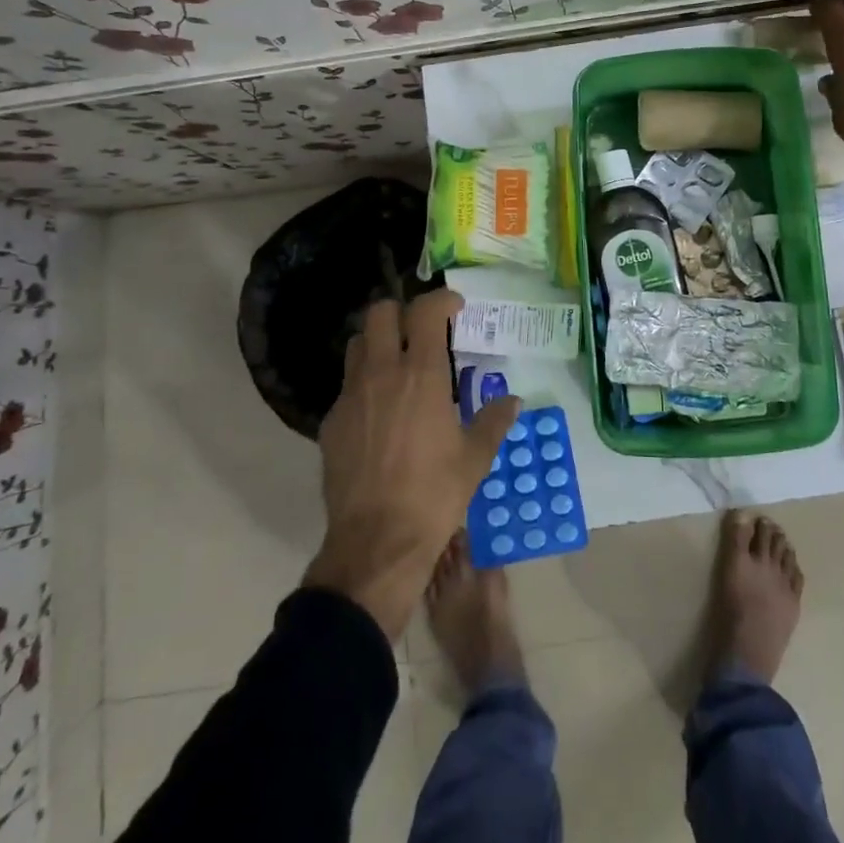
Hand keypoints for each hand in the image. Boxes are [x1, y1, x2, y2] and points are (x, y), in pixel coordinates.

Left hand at [303, 289, 519, 640]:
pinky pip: (346, 385)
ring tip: (397, 364)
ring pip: (356, 344)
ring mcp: (350, 395)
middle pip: (380, 313)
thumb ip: (494, 421)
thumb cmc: (435, 494)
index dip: (442, 299)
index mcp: (422, 374)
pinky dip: (364, 383)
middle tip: (421, 330)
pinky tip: (379, 412)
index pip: (426, 311)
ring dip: (377, 342)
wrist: (377, 542)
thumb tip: (513, 401)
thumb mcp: (475, 458)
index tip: (455, 308)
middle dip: (402, 311)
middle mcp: (382, 373)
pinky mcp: (330, 421)